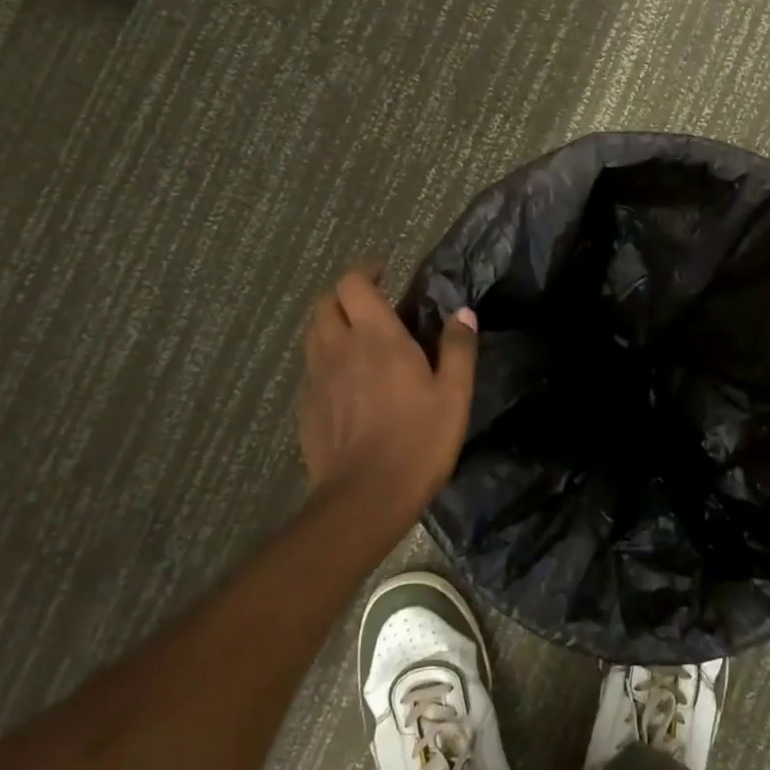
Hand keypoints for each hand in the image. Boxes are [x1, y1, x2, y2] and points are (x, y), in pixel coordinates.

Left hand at [298, 267, 479, 518]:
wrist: (365, 498)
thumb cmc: (418, 441)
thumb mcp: (454, 395)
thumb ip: (458, 349)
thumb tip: (462, 313)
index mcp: (376, 337)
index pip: (353, 283)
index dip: (366, 271)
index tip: (384, 272)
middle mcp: (339, 348)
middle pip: (325, 303)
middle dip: (346, 295)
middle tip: (372, 305)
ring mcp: (317, 378)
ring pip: (314, 334)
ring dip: (332, 325)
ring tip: (358, 339)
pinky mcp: (306, 406)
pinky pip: (312, 368)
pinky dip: (326, 360)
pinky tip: (347, 383)